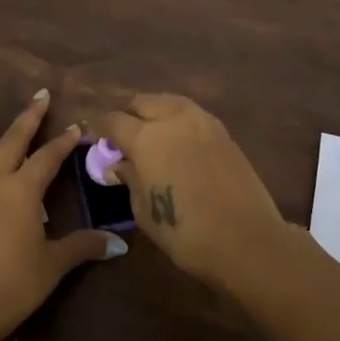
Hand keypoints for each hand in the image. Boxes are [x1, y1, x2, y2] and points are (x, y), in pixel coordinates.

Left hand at [0, 82, 122, 340]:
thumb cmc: (13, 286)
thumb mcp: (53, 266)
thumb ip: (83, 246)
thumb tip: (119, 244)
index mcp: (25, 191)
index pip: (50, 158)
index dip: (65, 141)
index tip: (76, 126)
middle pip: (15, 140)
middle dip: (31, 116)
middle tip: (41, 93)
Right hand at [94, 94, 289, 288]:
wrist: (245, 239)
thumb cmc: (184, 231)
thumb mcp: (143, 210)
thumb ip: (129, 178)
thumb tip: (118, 164)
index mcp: (145, 137)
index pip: (113, 120)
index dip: (99, 128)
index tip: (94, 139)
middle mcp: (172, 119)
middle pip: (142, 102)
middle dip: (128, 115)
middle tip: (123, 137)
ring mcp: (202, 121)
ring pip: (169, 101)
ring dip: (155, 112)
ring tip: (151, 134)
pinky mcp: (223, 132)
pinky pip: (192, 114)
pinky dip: (178, 120)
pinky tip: (177, 140)